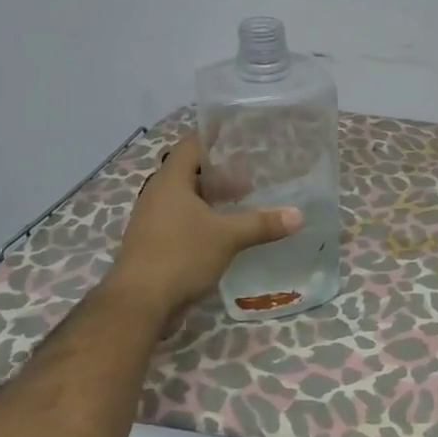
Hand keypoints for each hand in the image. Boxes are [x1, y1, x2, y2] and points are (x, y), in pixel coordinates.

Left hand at [102, 137, 300, 322]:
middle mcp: (157, 195)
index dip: (214, 136)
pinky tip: (226, 231)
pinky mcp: (154, 243)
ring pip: (186, 198)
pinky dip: (204, 219)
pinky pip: (182, 220)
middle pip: (190, 172)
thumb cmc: (180, 256)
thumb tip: (298, 215)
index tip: (239, 133)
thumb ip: (262, 224)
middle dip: (220, 172)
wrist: (139, 303)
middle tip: (251, 173)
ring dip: (212, 198)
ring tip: (243, 200)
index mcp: (170, 181)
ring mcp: (153, 220)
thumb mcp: (228, 237)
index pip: (191, 145)